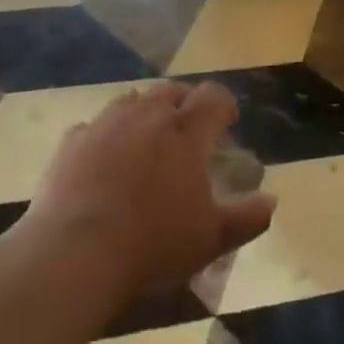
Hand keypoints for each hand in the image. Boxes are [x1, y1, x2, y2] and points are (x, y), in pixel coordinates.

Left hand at [27, 80, 275, 301]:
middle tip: (188, 128)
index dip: (224, 105)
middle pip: (171, 91)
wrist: (76, 252)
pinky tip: (103, 159)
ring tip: (146, 138)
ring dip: (144, 111)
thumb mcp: (212, 239)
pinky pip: (93, 127)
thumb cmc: (153, 243)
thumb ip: (247, 218)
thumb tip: (271, 202)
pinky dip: (105, 135)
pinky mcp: (72, 141)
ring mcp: (106, 124)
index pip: (213, 97)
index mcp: (186, 132)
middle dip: (184, 102)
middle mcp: (148, 116)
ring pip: (131, 100)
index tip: (227, 122)